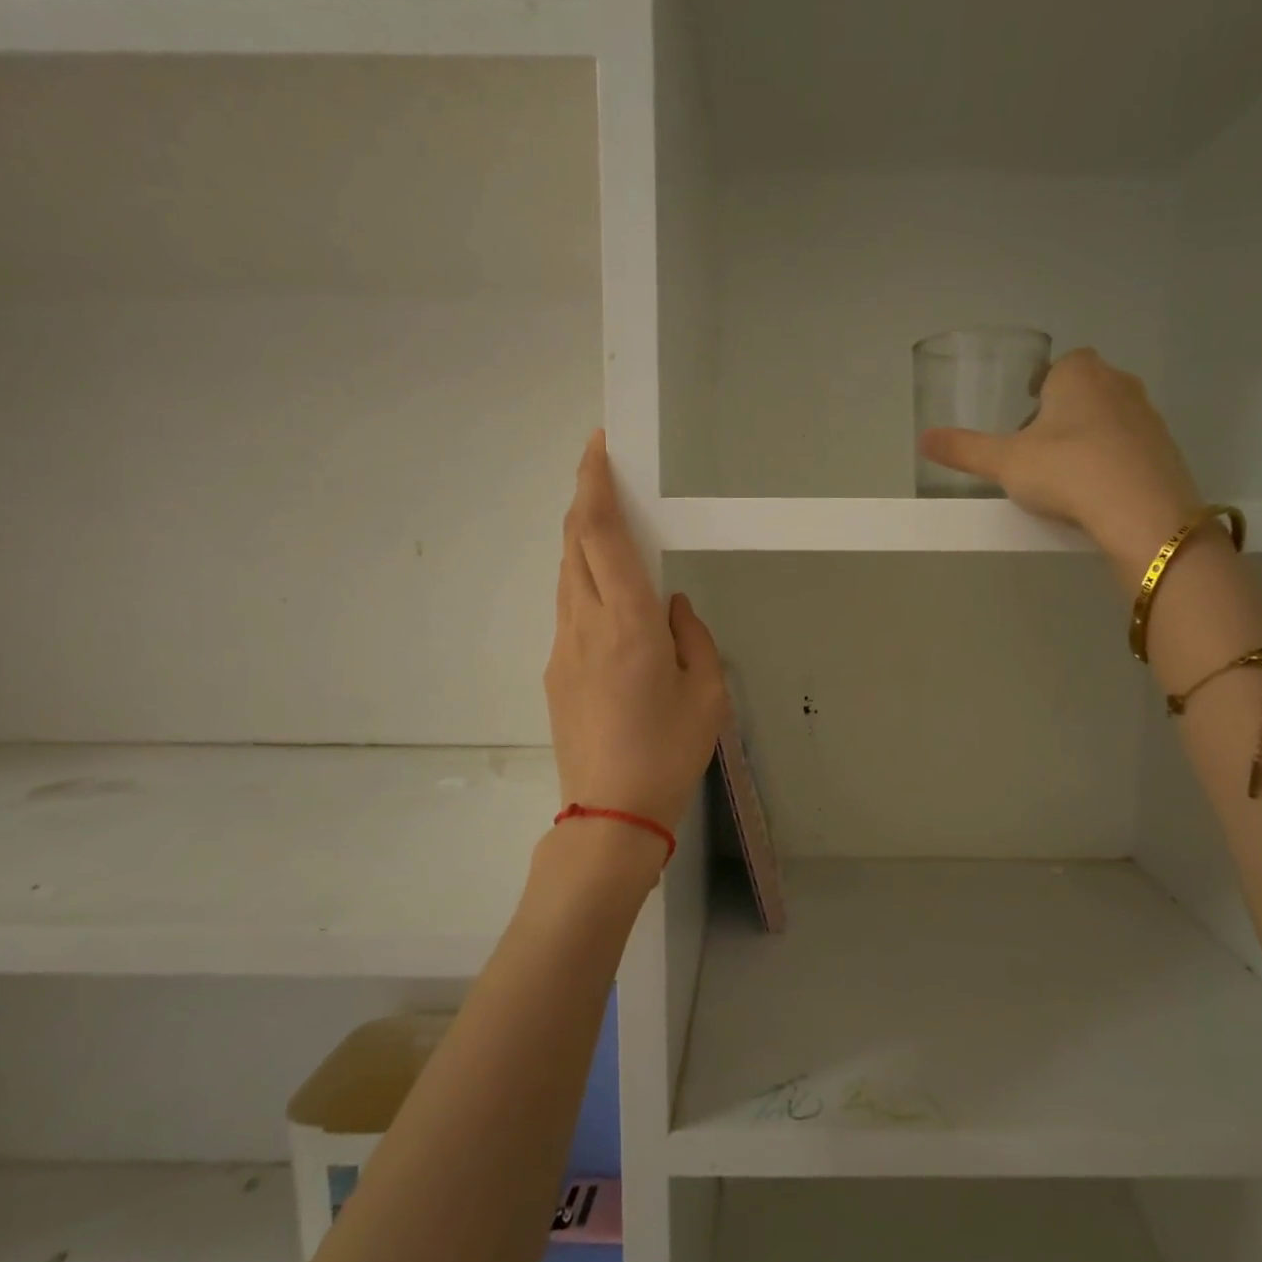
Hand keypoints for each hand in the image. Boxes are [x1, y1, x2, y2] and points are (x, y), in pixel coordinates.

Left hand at [545, 431, 727, 842]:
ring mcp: (562, 647)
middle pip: (574, 543)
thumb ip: (693, 635)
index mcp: (629, 622)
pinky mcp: (554, 670)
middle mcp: (586, 623)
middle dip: (585, 500)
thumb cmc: (670, 751)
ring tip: (607, 529)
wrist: (610, 814)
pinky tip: (606, 597)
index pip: (602, 534)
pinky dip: (582, 581)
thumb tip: (673, 604)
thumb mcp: (707, 692)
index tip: (596, 448)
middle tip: (605, 476)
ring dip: (581, 540)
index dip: (596, 484)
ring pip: (566, 574)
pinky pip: (567, 607)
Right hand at [919, 348, 1203, 573]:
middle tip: (1039, 450)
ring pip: (1110, 417)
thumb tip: (922, 438)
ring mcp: (1148, 416)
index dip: (1041, 388)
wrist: (1139, 509)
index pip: (1060, 365)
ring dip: (1090, 437)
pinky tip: (1096, 491)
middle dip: (1064, 412)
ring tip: (1066, 475)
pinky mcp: (1166, 449)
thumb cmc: (1065, 470)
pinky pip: (1131, 447)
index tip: (1026, 418)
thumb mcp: (1004, 463)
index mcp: (1078, 374)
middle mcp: (1118, 383)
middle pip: (1086, 389)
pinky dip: (1113, 461)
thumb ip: (964, 450)